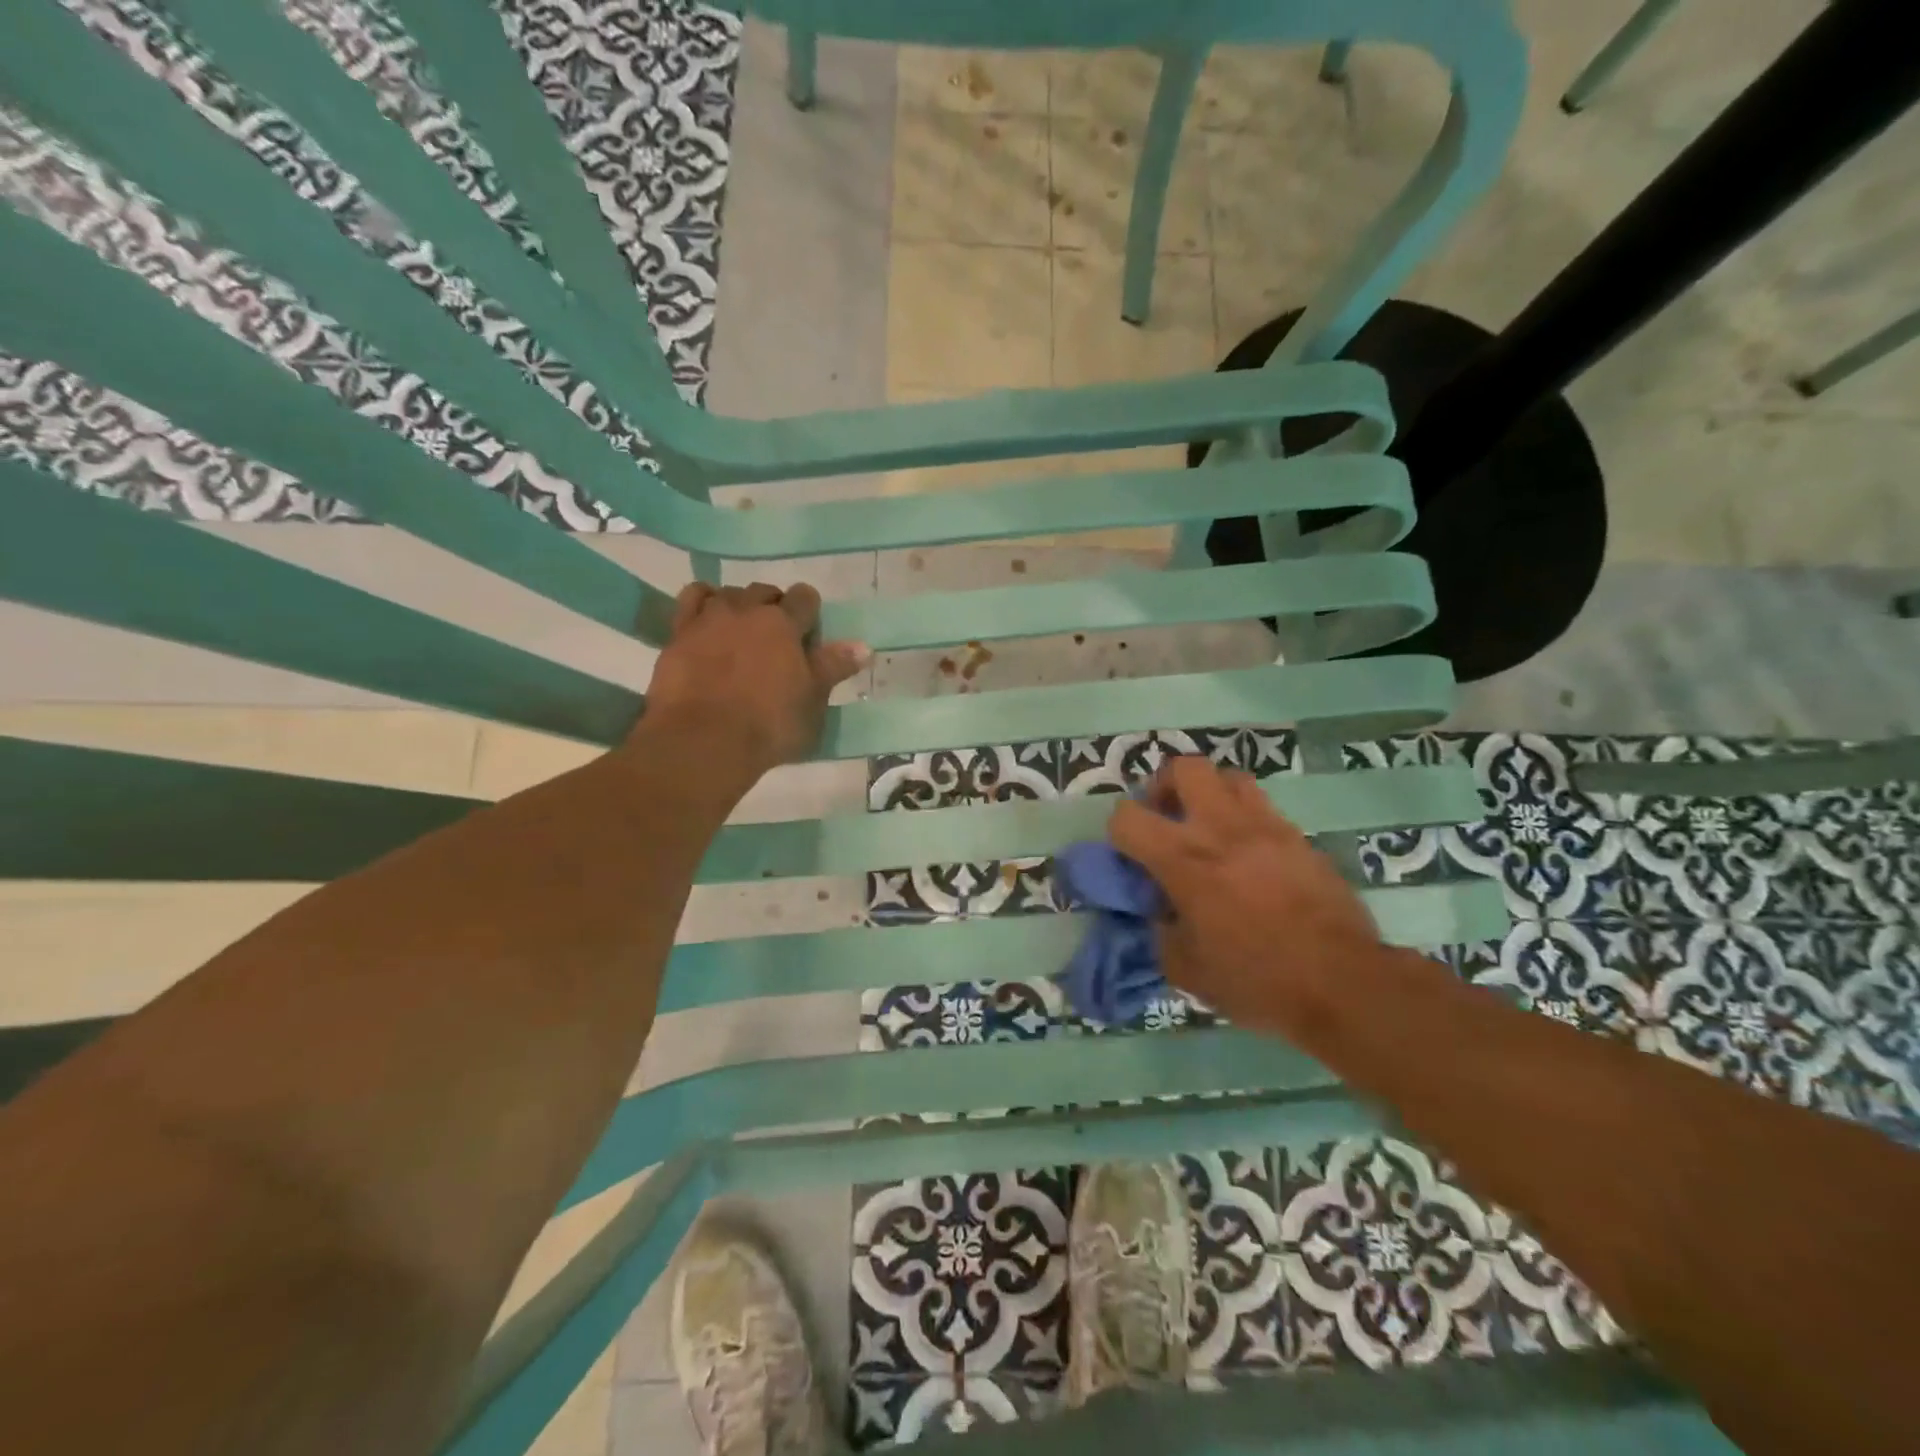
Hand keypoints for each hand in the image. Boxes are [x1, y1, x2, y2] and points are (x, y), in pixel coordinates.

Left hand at [640, 581, 868, 775]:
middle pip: (765, 591)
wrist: (704, 740)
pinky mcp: (678, 632)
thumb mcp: (813, 702)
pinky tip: (708, 619)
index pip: (805, 598)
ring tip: (741, 631)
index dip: (809, 613)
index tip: (808, 637)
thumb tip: (863, 646)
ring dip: (739, 605)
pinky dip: (703, 601)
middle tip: (776, 640)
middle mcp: (747, 610)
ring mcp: (709, 618)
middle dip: (774, 607)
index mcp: (785, 624)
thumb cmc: (769, 725)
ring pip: (728, 593)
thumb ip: (834, 668)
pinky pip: (691, 599)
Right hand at [1108, 756, 1383, 1038]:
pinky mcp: (1299, 838)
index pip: (1127, 817)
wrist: (1343, 983)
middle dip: (1165, 787)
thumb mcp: (1187, 971)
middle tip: (1168, 819)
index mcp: (1184, 860)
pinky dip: (1245, 820)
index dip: (1118, 833)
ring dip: (1210, 795)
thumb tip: (1162, 914)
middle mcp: (1221, 829)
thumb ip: (1162, 932)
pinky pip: (1263, 808)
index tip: (1130, 857)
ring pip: (1229, 776)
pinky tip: (1249, 856)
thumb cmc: (1258, 981)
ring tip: (1210, 829)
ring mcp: (1266, 827)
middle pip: (1184, 768)